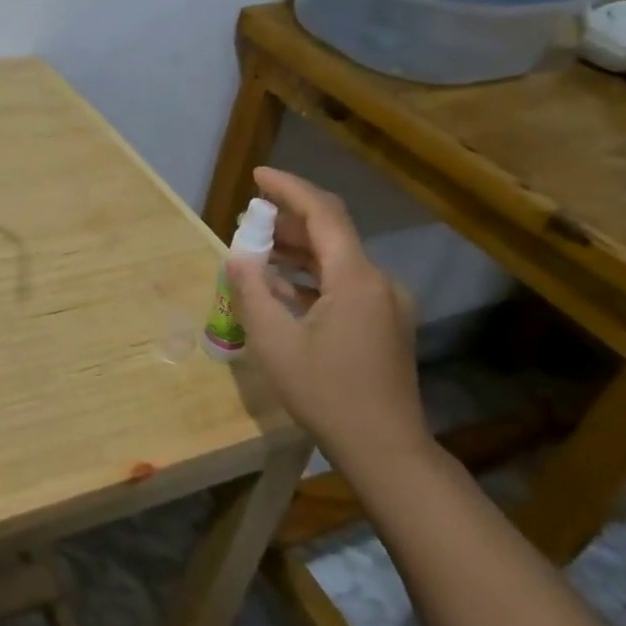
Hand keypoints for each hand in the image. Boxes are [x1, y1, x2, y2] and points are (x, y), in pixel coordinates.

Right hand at [225, 167, 427, 467]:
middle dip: (289, 220)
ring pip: (338, 259)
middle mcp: (379, 281)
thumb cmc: (326, 393)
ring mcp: (387, 303)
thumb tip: (237, 255)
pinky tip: (283, 287)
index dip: (289, 189)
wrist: (386, 448)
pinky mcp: (386, 323)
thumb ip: (252, 291)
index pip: (323, 213)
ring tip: (257, 249)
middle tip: (248, 218)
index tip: (257, 177)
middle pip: (332, 233)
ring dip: (298, 250)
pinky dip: (313, 276)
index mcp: (356, 278)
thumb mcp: (274, 342)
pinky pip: (345, 283)